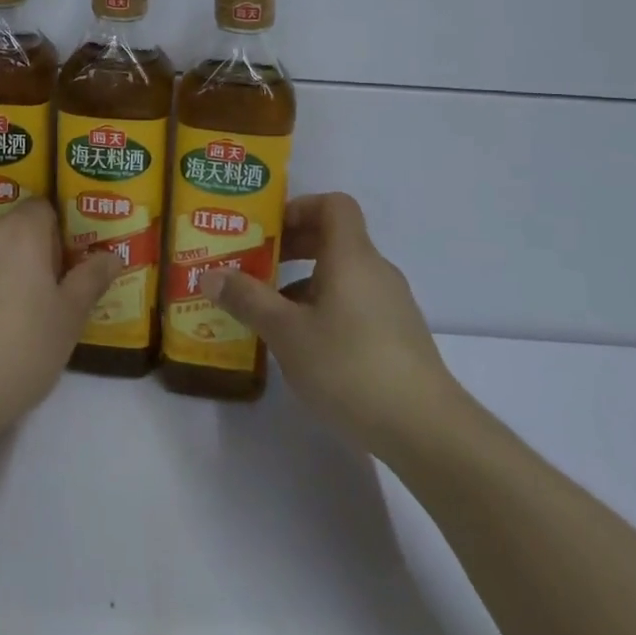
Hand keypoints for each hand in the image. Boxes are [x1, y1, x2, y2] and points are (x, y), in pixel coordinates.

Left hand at [0, 200, 119, 442]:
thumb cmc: (14, 357)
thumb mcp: (67, 324)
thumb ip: (90, 282)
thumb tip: (112, 255)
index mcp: (19, 234)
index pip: (42, 210)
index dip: (52, 239)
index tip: (54, 276)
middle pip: (3, 232)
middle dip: (14, 258)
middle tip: (22, 307)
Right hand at [202, 192, 456, 457]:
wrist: (426, 429)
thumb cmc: (350, 366)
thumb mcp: (286, 333)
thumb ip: (247, 300)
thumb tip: (209, 274)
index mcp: (351, 256)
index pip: (333, 205)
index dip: (299, 208)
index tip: (268, 232)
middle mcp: (375, 270)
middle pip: (335, 238)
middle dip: (294, 247)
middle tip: (257, 266)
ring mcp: (392, 304)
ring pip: (344, 275)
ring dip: (306, 282)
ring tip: (273, 312)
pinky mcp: (399, 337)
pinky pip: (356, 303)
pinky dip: (327, 308)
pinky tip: (307, 346)